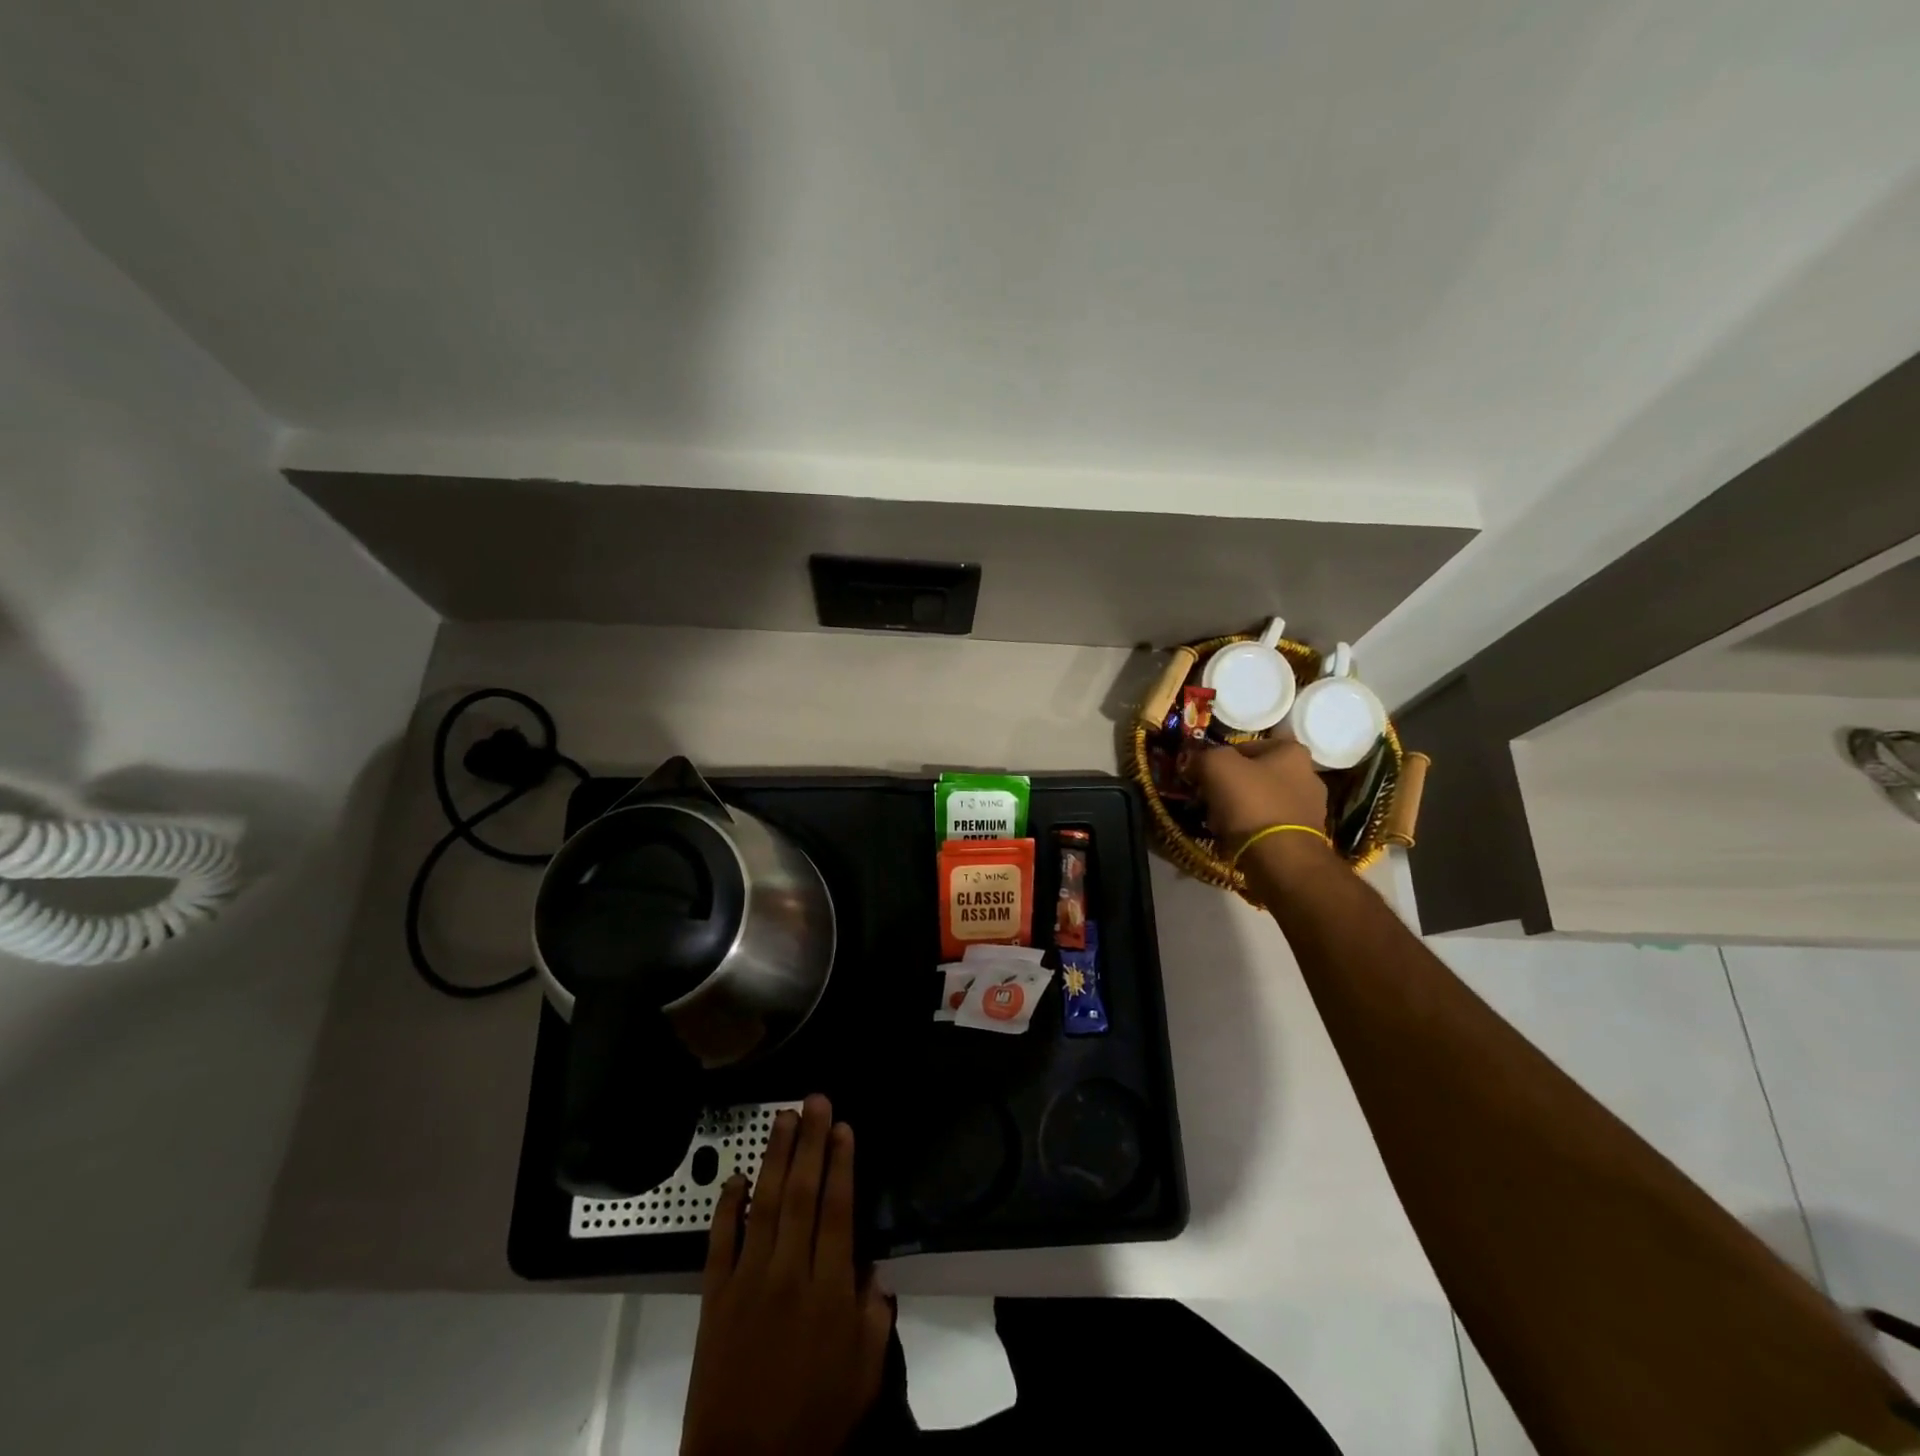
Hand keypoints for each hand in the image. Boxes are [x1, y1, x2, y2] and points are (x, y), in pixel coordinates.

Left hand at [682, 1094, 892, 1455]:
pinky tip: (737, 1177)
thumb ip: (874, 1314)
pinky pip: (720, 1241)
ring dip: (776, 1157)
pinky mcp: (714, 1297)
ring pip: (764, 1204)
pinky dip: (727, 1206)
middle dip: (811, 1143)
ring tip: (785, 1118)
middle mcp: (789, 1274)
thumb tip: (872, 1266)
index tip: (844, 1127)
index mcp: (829, 1291)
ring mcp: (747, 1282)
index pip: (838, 1211)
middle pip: (803, 1194)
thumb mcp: (864, 1375)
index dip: (842, 1164)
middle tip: (816, 1100)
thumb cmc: (813, 1422)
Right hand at [1187, 738, 1329, 847]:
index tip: (1206, 773)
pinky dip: (1252, 829)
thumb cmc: (1251, 803)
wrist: (1280, 859)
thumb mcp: (1217, 766)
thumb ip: (1204, 756)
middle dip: (1233, 784)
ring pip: (1263, 800)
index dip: (1223, 757)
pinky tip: (1236, 838)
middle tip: (1210, 796)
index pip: (1250, 744)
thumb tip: (1194, 761)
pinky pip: (1270, 825)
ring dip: (1241, 808)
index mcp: (1293, 752)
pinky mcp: (1305, 837)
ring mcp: (1311, 809)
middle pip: (1258, 774)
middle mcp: (1309, 776)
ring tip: (1219, 821)